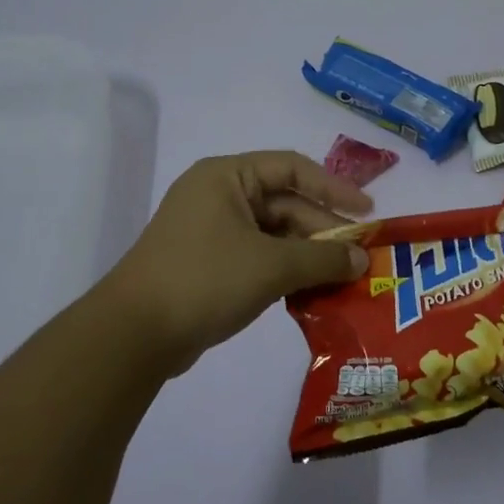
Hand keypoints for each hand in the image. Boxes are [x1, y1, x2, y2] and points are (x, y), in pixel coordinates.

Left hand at [100, 151, 372, 375]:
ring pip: (274, 234)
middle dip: (323, 231)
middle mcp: (219, 195)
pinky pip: (259, 257)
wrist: (135, 335)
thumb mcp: (272, 265)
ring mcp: (212, 231)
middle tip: (359, 258)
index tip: (367, 213)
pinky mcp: (209, 263)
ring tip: (343, 279)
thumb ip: (323, 258)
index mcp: (227, 176)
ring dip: (307, 255)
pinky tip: (312, 292)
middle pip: (285, 204)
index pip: (293, 168)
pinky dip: (286, 271)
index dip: (335, 188)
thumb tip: (362, 260)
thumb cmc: (205, 280)